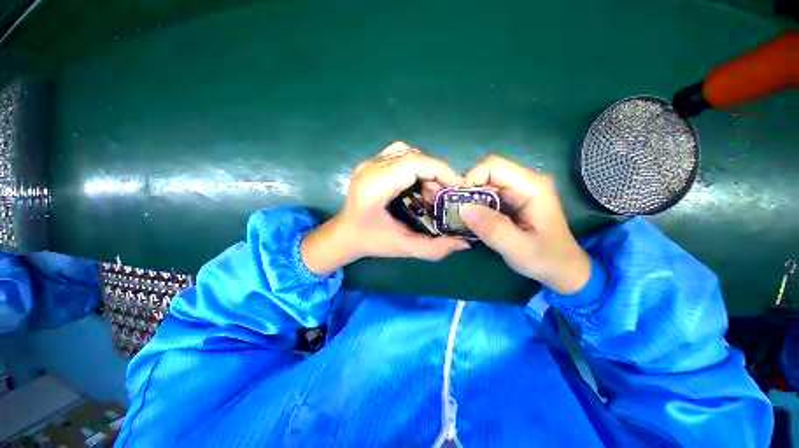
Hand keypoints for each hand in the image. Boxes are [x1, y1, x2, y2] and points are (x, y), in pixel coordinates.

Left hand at [301, 142, 469, 274]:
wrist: (345, 233)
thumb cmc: (371, 241)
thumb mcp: (403, 248)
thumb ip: (434, 248)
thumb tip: (464, 243)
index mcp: (375, 187)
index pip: (413, 163)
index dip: (440, 170)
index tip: (456, 187)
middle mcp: (370, 168)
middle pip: (414, 155)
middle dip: (436, 173)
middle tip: (441, 196)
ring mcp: (369, 162)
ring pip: (409, 152)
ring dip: (426, 169)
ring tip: (429, 192)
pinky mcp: (371, 163)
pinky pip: (401, 154)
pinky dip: (416, 166)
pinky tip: (417, 184)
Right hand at [459, 155, 590, 294]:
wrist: (563, 269)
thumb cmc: (546, 259)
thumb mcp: (518, 248)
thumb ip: (492, 229)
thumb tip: (463, 208)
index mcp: (531, 186)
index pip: (493, 166)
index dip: (471, 179)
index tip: (460, 203)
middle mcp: (525, 182)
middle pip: (487, 173)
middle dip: (468, 191)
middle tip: (458, 213)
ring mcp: (519, 191)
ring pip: (485, 184)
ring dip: (470, 199)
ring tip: (463, 218)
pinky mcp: (513, 200)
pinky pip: (488, 195)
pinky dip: (476, 205)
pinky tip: (473, 220)